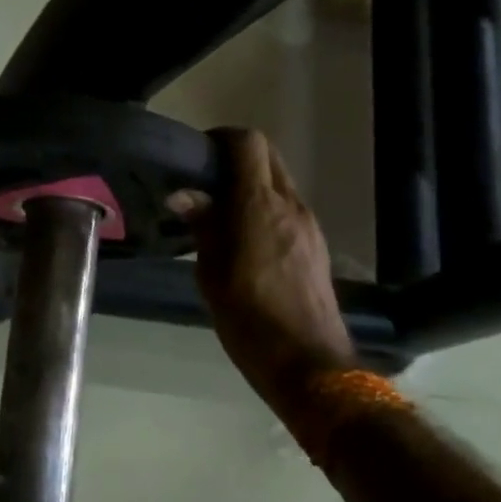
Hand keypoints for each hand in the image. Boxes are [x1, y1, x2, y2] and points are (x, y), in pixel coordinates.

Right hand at [188, 128, 354, 411]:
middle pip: (268, 156)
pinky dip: (266, 208)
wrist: (309, 363)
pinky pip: (288, 209)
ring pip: (280, 182)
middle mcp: (290, 204)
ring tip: (221, 214)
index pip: (248, 143)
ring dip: (252, 185)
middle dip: (237, 158)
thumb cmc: (249, 318)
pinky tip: (246, 239)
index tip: (198, 155)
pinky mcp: (316, 245)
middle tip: (206, 182)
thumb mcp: (211, 274)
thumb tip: (184, 195)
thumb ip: (202, 226)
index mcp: (259, 205)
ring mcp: (308, 224)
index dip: (222, 138)